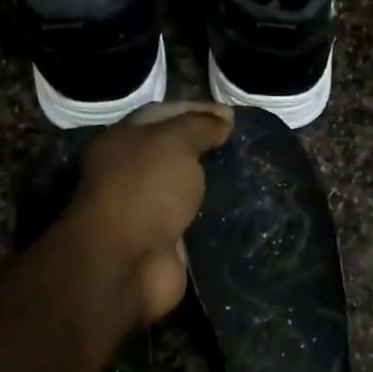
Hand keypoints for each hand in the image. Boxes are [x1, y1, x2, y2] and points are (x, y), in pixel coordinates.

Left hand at [58, 102, 233, 327]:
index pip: (164, 114)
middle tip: (244, 144)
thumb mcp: (174, 143)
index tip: (233, 115)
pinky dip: (213, 212)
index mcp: (124, 140)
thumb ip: (200, 127)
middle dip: (206, 145)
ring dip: (211, 181)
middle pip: (174, 151)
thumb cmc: (145, 190)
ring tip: (248, 172)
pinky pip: (193, 218)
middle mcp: (131, 171)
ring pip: (185, 186)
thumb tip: (223, 119)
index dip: (198, 110)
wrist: (127, 261)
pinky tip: (240, 206)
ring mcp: (147, 208)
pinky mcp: (164, 239)